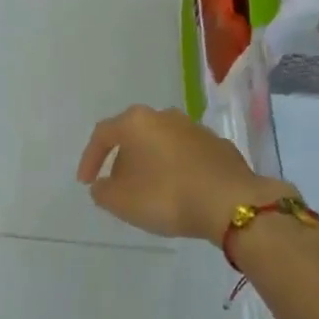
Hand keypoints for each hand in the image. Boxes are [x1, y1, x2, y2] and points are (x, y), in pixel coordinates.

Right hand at [76, 105, 294, 241]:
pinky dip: (178, 170)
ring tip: (151, 191)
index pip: (103, 134)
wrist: (232, 203)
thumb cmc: (168, 196)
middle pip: (134, 136)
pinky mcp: (218, 145)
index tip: (86, 182)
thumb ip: (103, 192)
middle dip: (124, 161)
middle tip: (119, 187)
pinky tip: (181, 191)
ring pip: (162, 143)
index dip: (90, 158)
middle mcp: (164, 116)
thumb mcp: (123, 202)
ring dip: (152, 164)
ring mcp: (194, 128)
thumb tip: (102, 185)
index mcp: (137, 122)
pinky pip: (187, 155)